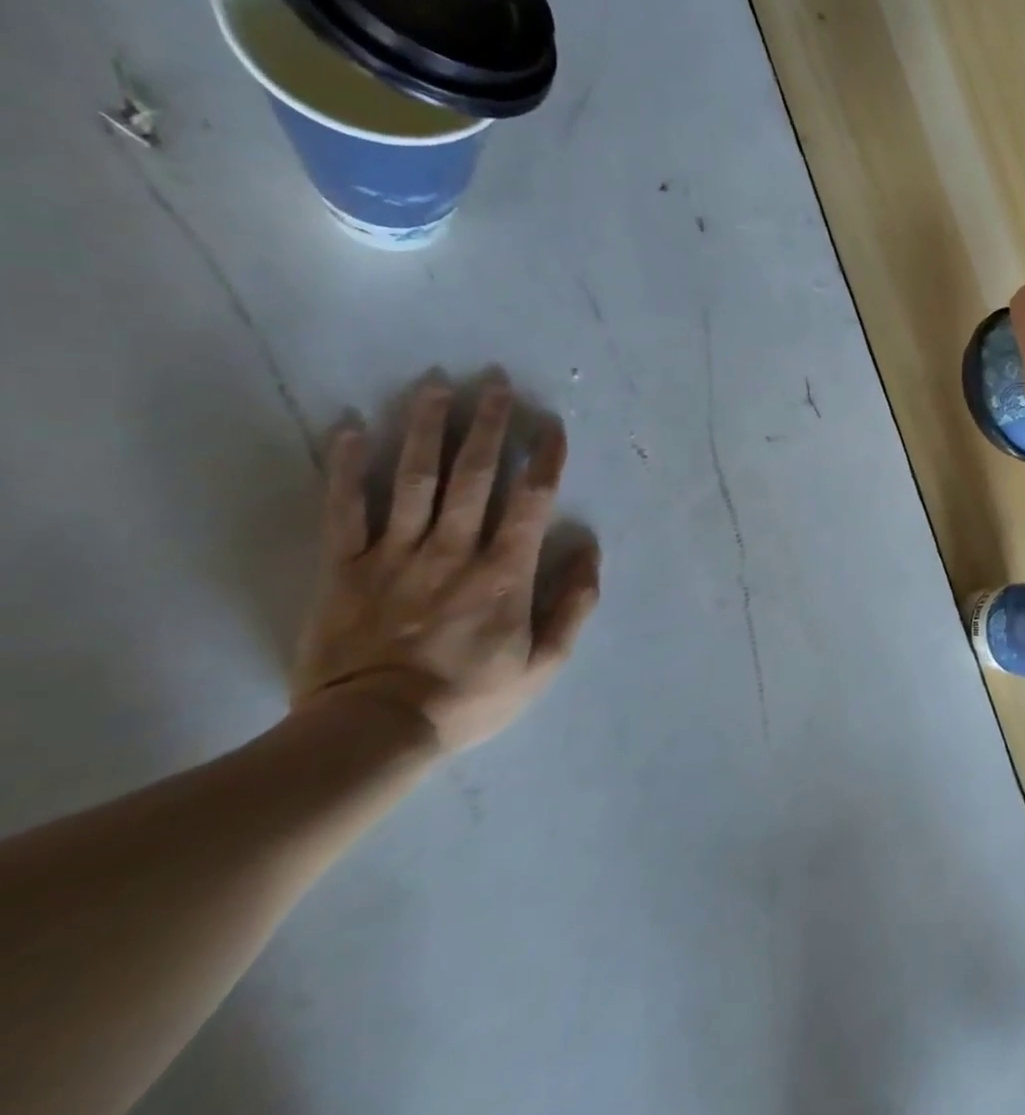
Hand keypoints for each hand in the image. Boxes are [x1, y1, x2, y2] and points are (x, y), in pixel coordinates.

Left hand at [293, 377, 600, 753]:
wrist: (373, 733)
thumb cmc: (470, 696)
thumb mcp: (545, 664)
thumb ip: (574, 605)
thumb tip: (589, 549)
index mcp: (503, 573)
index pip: (530, 501)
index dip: (544, 459)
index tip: (552, 425)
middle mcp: (453, 550)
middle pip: (473, 475)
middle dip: (487, 424)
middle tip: (494, 381)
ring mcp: (394, 554)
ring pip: (412, 478)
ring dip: (426, 428)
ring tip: (435, 384)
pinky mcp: (344, 567)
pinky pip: (343, 509)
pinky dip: (344, 466)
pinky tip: (347, 427)